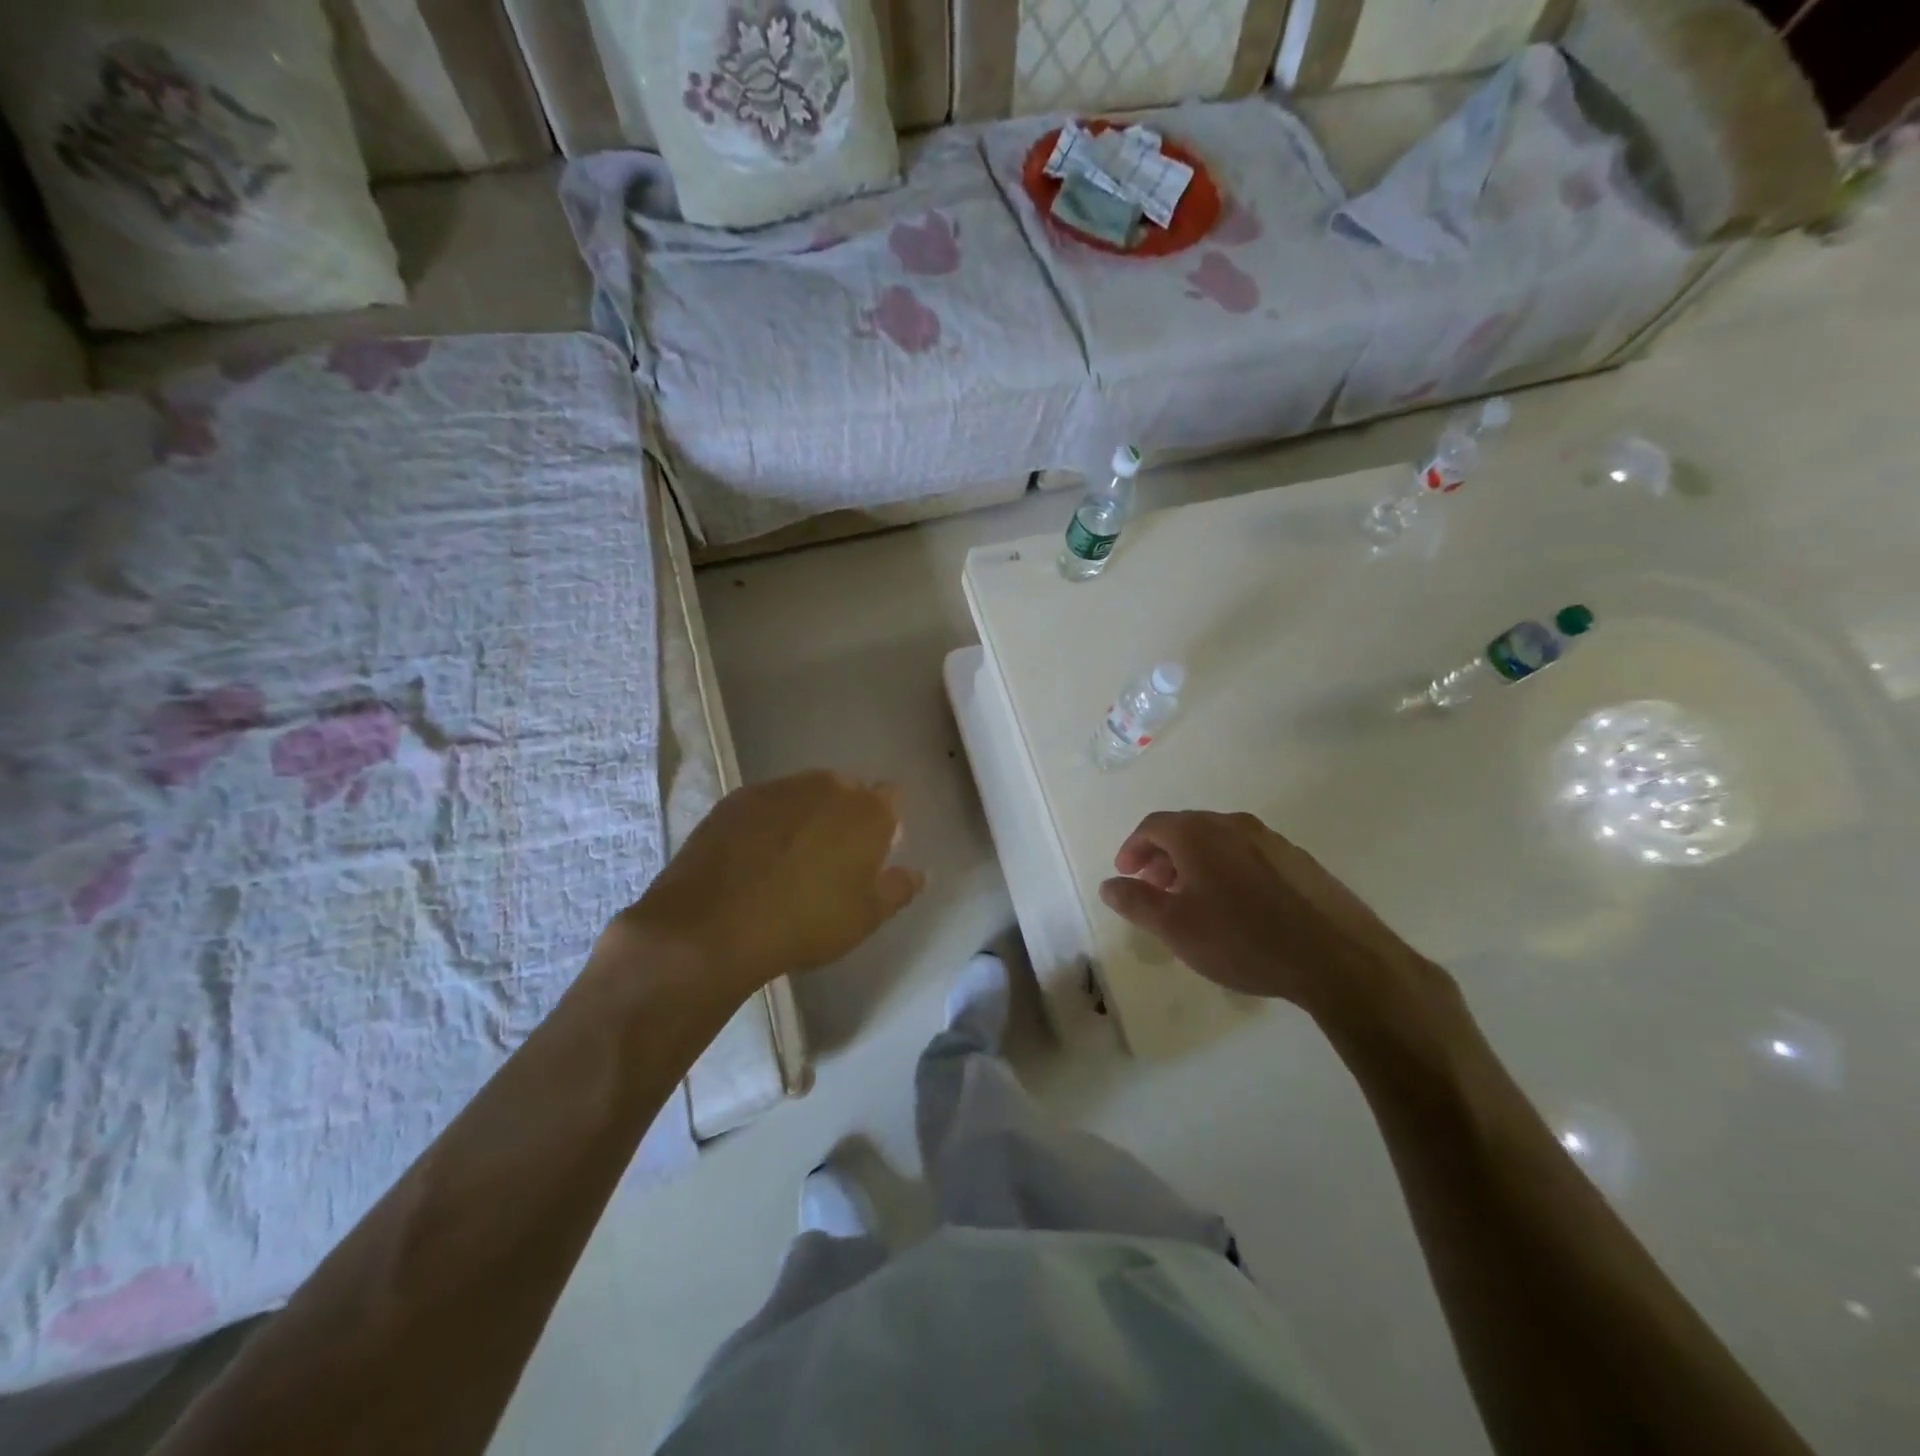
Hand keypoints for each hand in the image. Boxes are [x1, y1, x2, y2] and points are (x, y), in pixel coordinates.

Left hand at [613, 771, 922, 1000]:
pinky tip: (756, 853)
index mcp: (867, 812)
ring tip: (792, 854)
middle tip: (833, 855)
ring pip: (805, 792)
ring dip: (806, 813)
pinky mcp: (737, 799)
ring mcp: (778, 788)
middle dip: (845, 813)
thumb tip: (919, 873)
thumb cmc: (806, 922)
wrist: (714, 925)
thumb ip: (897, 889)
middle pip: (846, 789)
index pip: (890, 798)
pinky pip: (767, 803)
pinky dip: (769, 820)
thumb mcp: (864, 918)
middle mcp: (826, 787)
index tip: (875, 847)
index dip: (884, 820)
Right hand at [1098, 810, 1443, 1025]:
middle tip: (1153, 888)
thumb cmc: (1243, 940)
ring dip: (1195, 863)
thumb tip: (1109, 884)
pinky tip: (1236, 906)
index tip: (1126, 874)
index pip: (1153, 826)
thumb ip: (1136, 902)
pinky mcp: (1300, 861)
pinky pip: (1249, 855)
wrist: (1338, 958)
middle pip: (1187, 829)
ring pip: (1220, 842)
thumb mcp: (1176, 928)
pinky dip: (1228, 870)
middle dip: (1163, 856)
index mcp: (1199, 833)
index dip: (1133, 848)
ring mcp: (1272, 840)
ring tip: (1192, 899)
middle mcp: (1234, 825)